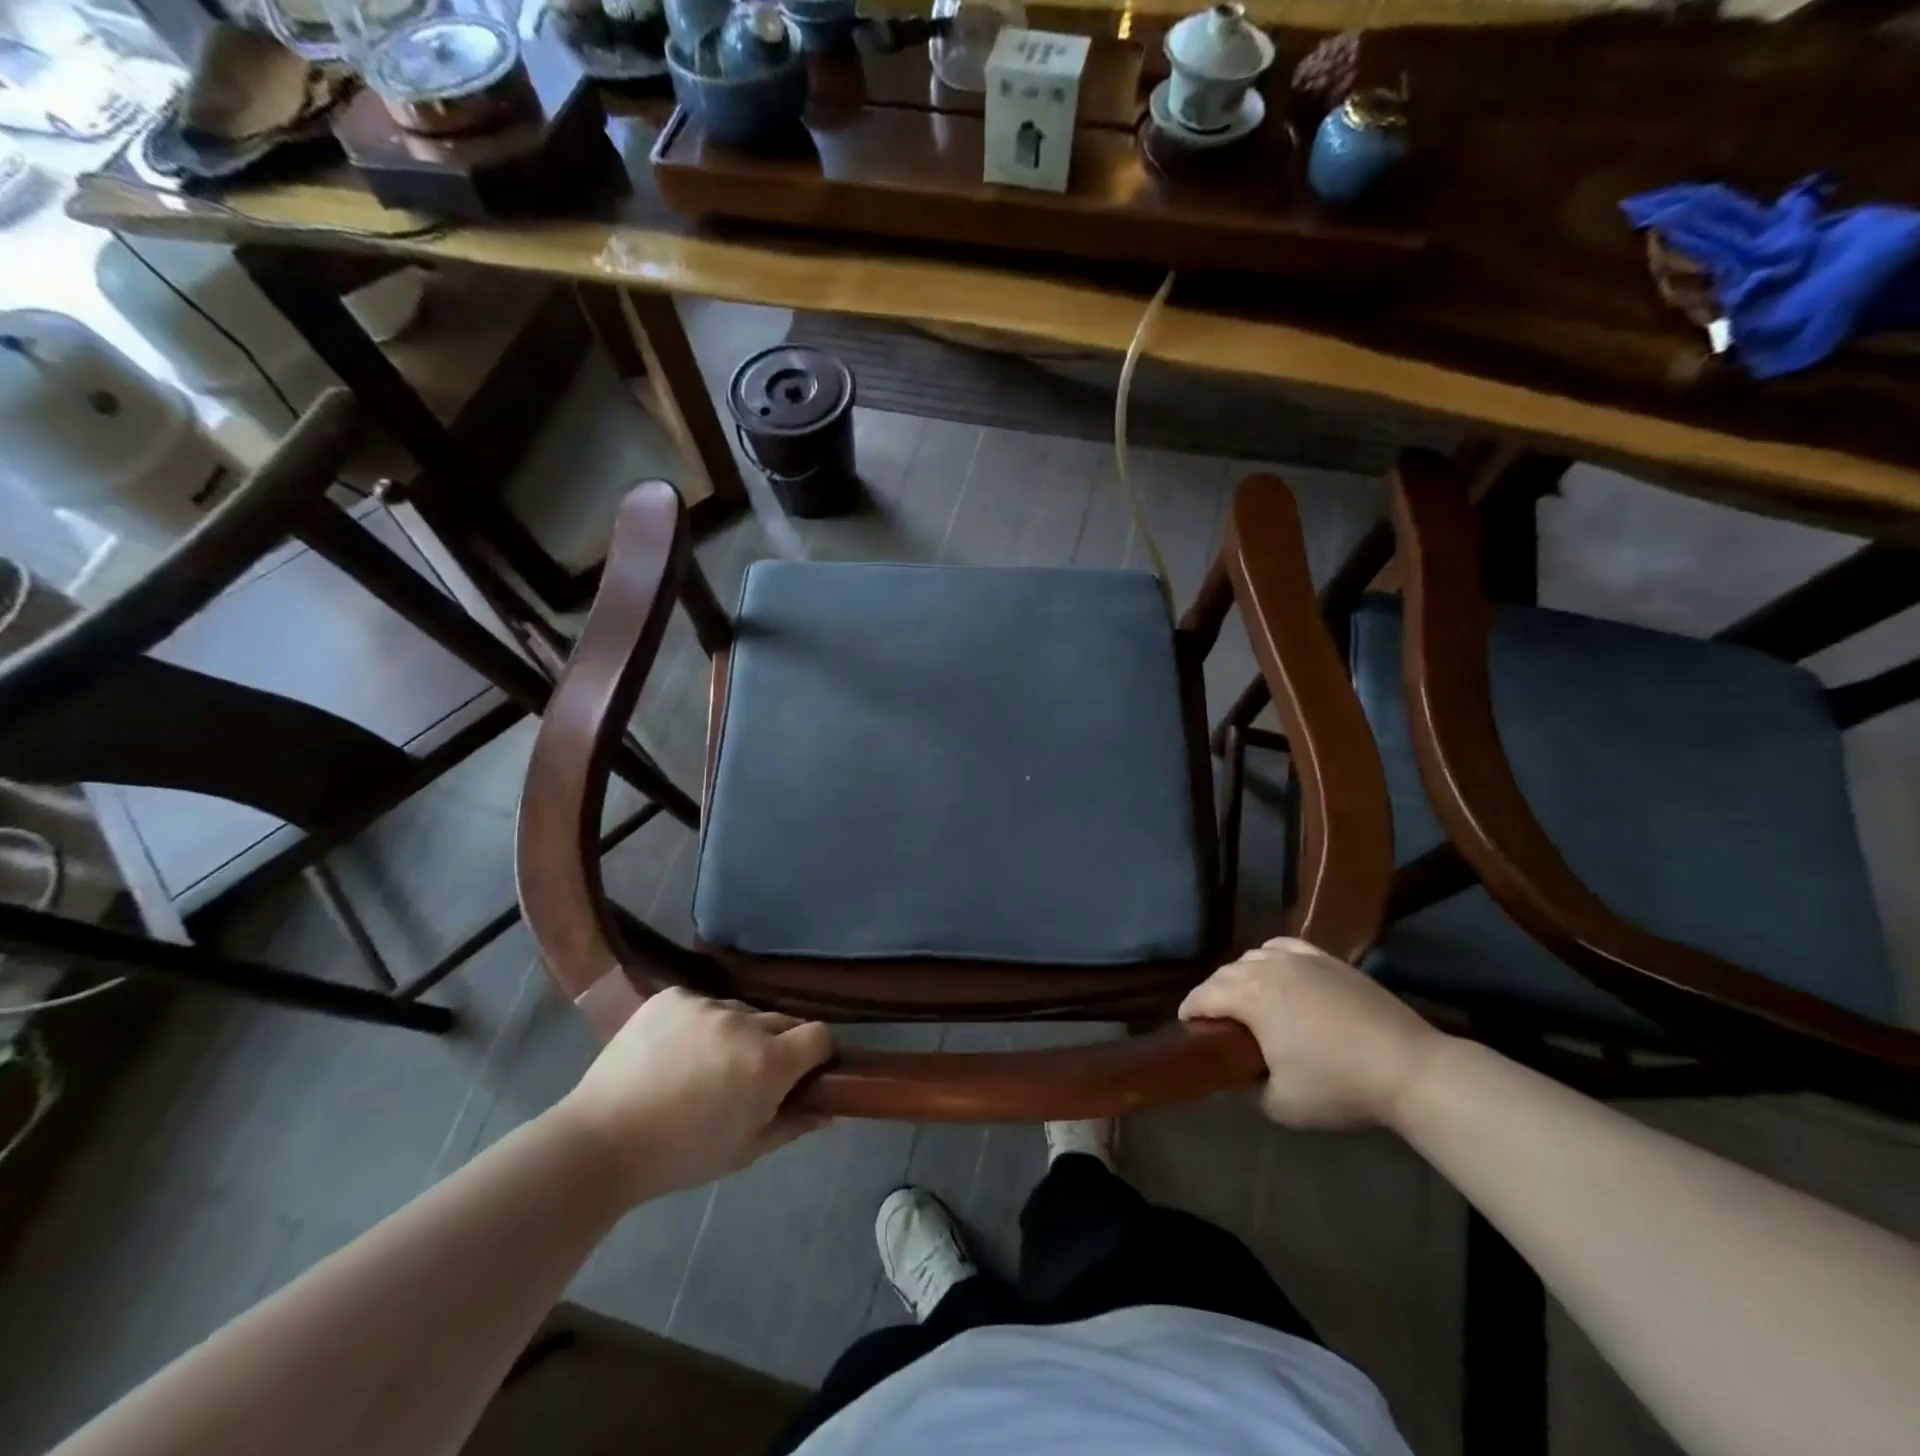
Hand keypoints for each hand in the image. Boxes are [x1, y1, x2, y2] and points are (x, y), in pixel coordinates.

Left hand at [556, 988, 833, 1204]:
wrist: (600, 1142)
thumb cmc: (680, 1156)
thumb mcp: (745, 1151)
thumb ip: (794, 1123)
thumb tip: (829, 1108)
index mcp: (768, 1063)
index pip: (819, 1035)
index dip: (817, 1054)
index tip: (804, 1072)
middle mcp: (743, 1022)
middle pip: (782, 1021)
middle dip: (778, 1044)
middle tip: (750, 1075)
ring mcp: (706, 1004)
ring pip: (741, 1012)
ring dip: (738, 1033)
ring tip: (704, 1065)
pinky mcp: (673, 996)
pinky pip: (703, 1003)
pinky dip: (700, 1023)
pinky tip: (675, 1051)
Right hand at [1179, 937, 1444, 1129]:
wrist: (1408, 1068)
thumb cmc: (1339, 1085)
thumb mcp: (1281, 1103)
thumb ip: (1249, 1087)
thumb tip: (1243, 1076)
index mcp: (1249, 995)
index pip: (1203, 996)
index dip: (1189, 1012)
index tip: (1187, 1028)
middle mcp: (1267, 967)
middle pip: (1225, 973)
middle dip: (1213, 994)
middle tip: (1215, 1021)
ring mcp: (1300, 959)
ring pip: (1253, 957)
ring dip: (1240, 976)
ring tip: (1247, 999)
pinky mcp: (1328, 959)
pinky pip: (1284, 947)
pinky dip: (1270, 957)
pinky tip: (1277, 972)